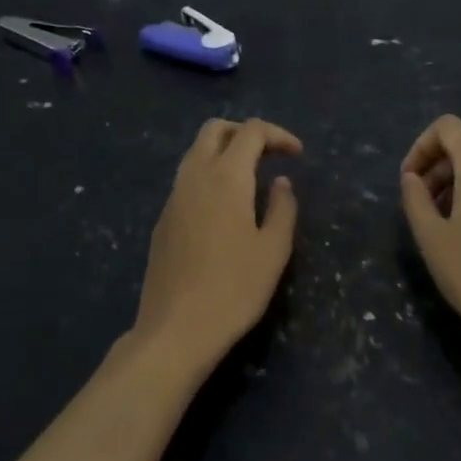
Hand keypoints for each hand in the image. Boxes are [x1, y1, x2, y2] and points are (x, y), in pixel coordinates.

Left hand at [134, 118, 300, 369]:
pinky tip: (226, 208)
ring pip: (196, 152)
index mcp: (226, 177)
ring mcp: (173, 198)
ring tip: (252, 178)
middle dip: (245, 131)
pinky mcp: (163, 221)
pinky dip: (210, 175)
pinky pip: (187, 179)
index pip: (251, 131)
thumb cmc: (234, 289)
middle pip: (215, 129)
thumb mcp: (274, 250)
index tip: (298, 155)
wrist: (175, 330)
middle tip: (270, 154)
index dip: (278, 135)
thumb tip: (281, 183)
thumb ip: (283, 208)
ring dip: (225, 151)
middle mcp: (195, 177)